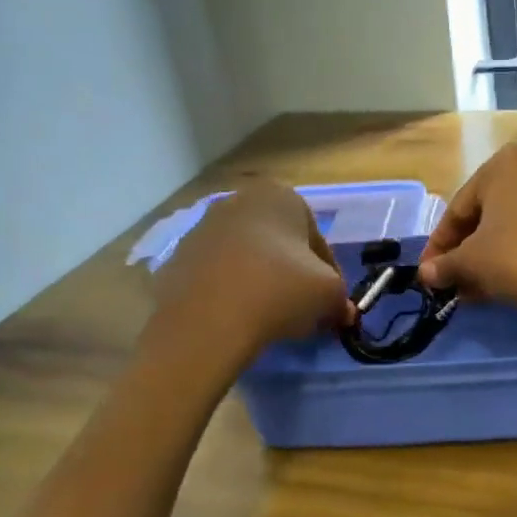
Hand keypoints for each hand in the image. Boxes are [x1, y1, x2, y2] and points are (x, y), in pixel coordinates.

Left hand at [151, 180, 354, 366]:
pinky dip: (228, 292)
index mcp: (279, 196)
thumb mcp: (329, 294)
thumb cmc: (279, 290)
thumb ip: (340, 299)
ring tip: (267, 318)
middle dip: (291, 273)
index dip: (328, 274)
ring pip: (245, 257)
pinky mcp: (176, 258)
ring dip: (259, 281)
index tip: (330, 303)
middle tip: (301, 309)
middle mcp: (238, 200)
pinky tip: (235, 319)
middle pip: (278, 243)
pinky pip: (215, 276)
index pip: (316, 238)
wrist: (206, 320)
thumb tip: (340, 313)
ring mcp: (201, 228)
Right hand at [417, 146, 516, 322]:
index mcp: (503, 163)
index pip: (458, 209)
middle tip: (452, 283)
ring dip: (490, 257)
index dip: (439, 246)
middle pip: (486, 214)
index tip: (428, 274)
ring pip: (513, 225)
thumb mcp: (473, 262)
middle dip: (466, 252)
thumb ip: (445, 265)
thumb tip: (426, 274)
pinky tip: (508, 283)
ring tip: (476, 290)